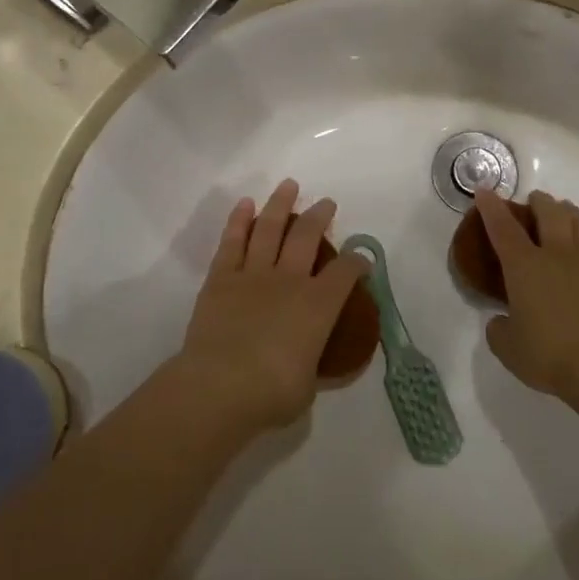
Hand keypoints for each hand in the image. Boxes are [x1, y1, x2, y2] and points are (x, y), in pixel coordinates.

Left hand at [174, 180, 367, 435]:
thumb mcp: (307, 386)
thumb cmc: (271, 393)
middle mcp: (289, 280)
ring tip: (289, 186)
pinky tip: (246, 205)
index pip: (345, 274)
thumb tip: (309, 362)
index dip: (357, 263)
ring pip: (270, 229)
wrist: (219, 387)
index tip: (360, 259)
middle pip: (307, 237)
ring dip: (281, 205)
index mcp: (318, 306)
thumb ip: (311, 365)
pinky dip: (239, 221)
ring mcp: (253, 275)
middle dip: (320, 216)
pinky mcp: (221, 279)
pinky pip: (232, 242)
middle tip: (326, 203)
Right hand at [477, 190, 578, 400]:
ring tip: (569, 211)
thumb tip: (501, 321)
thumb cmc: (551, 356)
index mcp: (525, 267)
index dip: (491, 208)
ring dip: (574, 214)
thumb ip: (499, 331)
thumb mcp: (509, 349)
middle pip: (550, 215)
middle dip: (540, 202)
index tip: (484, 191)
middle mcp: (560, 255)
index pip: (503, 229)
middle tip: (536, 200)